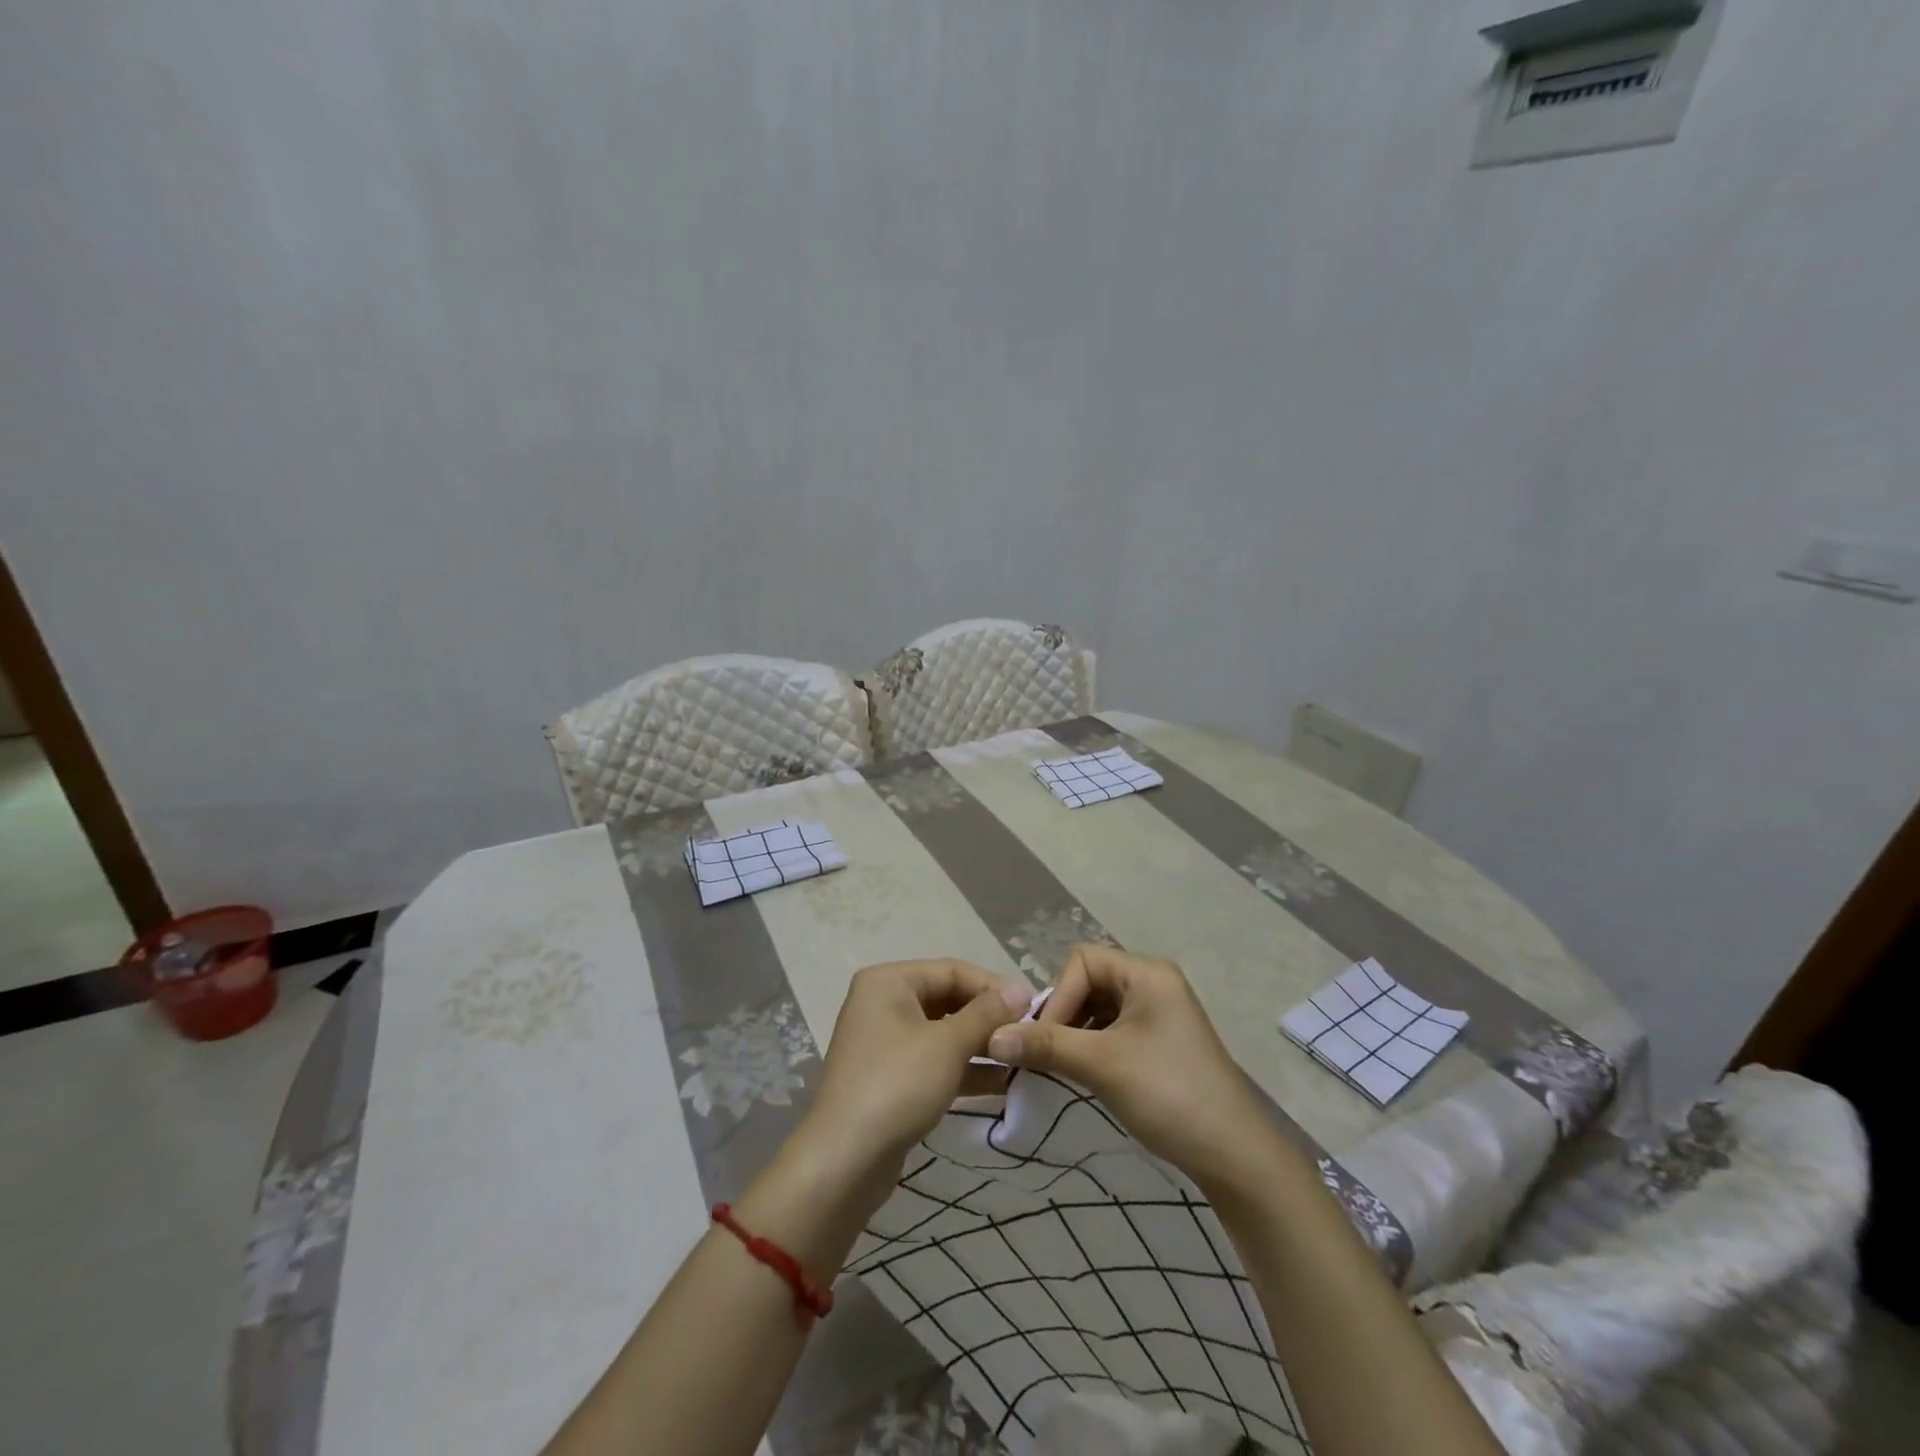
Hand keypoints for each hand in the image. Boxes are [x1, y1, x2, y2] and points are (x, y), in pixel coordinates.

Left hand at [798, 959, 1032, 1203]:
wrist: (844, 1161)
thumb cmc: (898, 1085)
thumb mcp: (948, 1044)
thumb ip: (986, 1013)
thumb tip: (1021, 988)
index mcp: (889, 981)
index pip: (952, 970)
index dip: (993, 986)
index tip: (1032, 1007)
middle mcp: (883, 1002)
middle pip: (947, 998)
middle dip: (987, 1017)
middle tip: (1027, 1035)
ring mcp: (884, 1041)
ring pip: (942, 1032)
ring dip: (979, 1044)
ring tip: (1020, 1059)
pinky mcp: (890, 1076)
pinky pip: (933, 1060)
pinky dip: (962, 1067)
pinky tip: (1000, 1083)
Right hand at [985, 945, 1274, 1195]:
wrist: (1234, 1156)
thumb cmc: (1168, 1094)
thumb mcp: (1101, 1065)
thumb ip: (1045, 1045)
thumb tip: (991, 1038)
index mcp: (1146, 972)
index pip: (1081, 962)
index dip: (1058, 996)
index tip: (1046, 1040)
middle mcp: (1154, 982)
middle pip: (1089, 981)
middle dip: (1064, 1014)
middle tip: (1047, 1053)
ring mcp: (1160, 1013)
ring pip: (1099, 1008)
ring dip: (1076, 1033)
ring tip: (1063, 1066)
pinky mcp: (1161, 1041)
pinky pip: (1114, 1029)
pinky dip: (1093, 1046)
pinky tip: (1086, 1074)